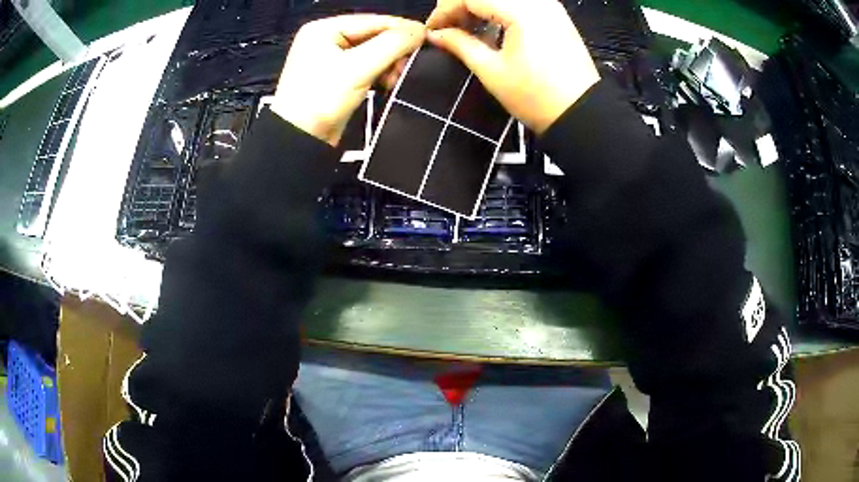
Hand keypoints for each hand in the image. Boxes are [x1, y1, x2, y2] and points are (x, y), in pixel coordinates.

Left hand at [271, 15, 424, 145]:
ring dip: (390, 64)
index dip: (402, 28)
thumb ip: (392, 44)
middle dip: (395, 51)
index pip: (372, 20)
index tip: (428, 39)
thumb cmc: (321, 98)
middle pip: (374, 36)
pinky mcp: (337, 79)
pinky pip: (367, 68)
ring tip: (398, 78)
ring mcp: (331, 59)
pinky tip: (390, 84)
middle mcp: (327, 39)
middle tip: (409, 66)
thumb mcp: (358, 67)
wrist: (299, 141)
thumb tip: (421, 30)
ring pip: (373, 53)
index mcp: (324, 29)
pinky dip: (380, 74)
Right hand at [426, 0, 599, 134]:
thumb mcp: (492, 71)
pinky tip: (492, 27)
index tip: (432, 29)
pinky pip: (521, 3)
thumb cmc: (535, 97)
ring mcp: (550, 6)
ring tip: (467, 28)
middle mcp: (537, 1)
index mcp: (521, 11)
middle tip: (448, 28)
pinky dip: (501, 9)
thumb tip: (435, 34)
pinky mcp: (557, 16)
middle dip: (461, 6)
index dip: (445, 10)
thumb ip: (460, 45)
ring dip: (481, 7)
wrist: (582, 114)